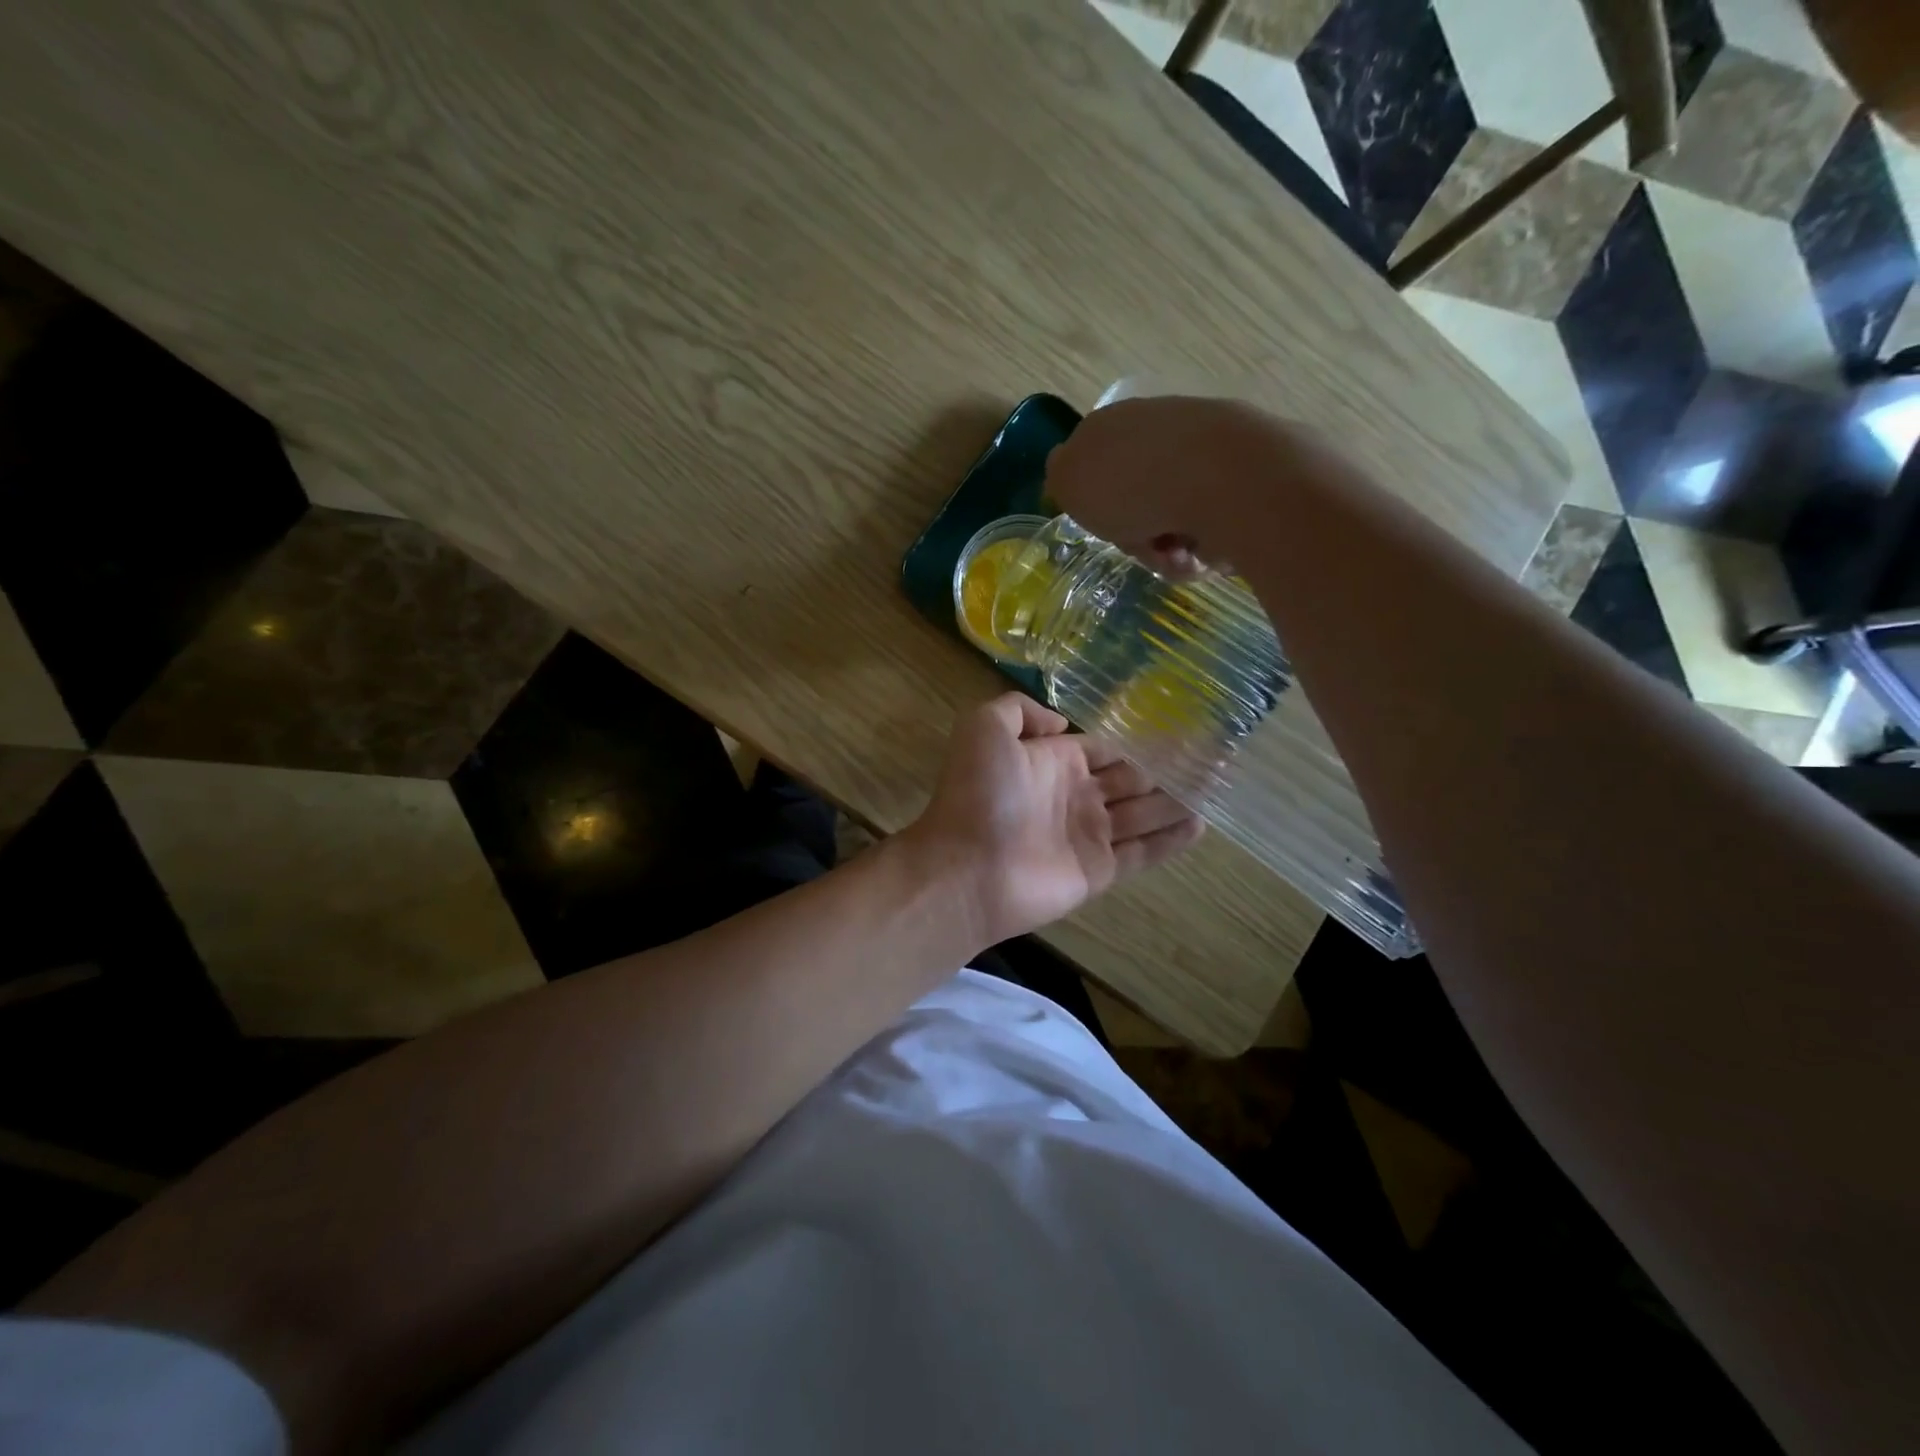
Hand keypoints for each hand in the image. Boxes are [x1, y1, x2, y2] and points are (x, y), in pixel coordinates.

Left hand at [903, 692, 1202, 947]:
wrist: (967, 868)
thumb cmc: (978, 795)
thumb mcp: (984, 729)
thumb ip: (1019, 710)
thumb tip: (1061, 721)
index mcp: (1053, 762)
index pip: (1102, 751)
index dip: (1133, 745)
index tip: (1174, 735)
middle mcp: (1074, 796)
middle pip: (1129, 782)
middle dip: (1163, 772)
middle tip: (1209, 761)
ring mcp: (1087, 836)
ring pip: (1142, 815)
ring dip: (1174, 802)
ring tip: (1214, 789)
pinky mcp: (1098, 871)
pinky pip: (1142, 853)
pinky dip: (1170, 841)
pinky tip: (1200, 825)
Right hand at [1044, 395, 1358, 576]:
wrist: (1222, 476)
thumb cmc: (1132, 485)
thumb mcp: (1069, 480)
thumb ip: (1062, 475)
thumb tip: (1069, 469)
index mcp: (1114, 424)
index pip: (1097, 474)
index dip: (1099, 510)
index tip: (1106, 528)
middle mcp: (1160, 427)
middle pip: (1140, 501)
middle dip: (1141, 536)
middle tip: (1149, 551)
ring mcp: (1207, 445)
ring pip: (1178, 516)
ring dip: (1174, 548)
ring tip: (1183, 560)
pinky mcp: (1248, 469)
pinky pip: (1216, 520)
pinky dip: (1209, 543)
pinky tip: (1211, 553)